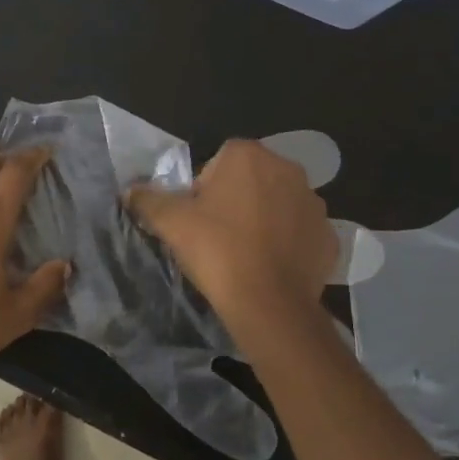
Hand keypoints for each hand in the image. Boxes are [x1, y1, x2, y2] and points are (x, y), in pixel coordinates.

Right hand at [128, 138, 336, 318]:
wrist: (268, 303)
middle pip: (252, 179)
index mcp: (248, 156)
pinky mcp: (328, 235)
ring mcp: (314, 203)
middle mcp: (288, 169)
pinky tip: (271, 266)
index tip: (197, 218)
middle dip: (237, 200)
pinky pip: (301, 232)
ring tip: (245, 253)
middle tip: (218, 236)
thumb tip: (130, 191)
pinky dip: (288, 244)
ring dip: (264, 219)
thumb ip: (148, 200)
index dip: (204, 188)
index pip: (219, 161)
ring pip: (279, 204)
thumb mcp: (171, 223)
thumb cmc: (217, 250)